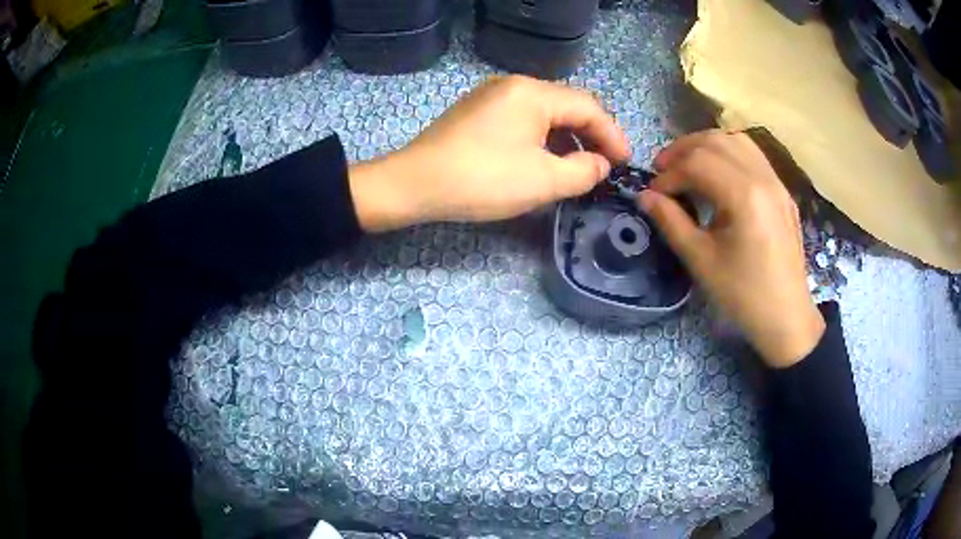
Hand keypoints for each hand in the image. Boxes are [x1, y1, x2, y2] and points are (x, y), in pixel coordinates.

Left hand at [348, 75, 630, 230]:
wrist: (413, 184)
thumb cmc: (482, 179)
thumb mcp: (543, 180)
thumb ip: (584, 171)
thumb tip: (600, 164)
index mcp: (534, 92)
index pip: (589, 108)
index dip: (613, 136)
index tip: (626, 164)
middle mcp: (514, 85)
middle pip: (568, 105)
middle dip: (592, 135)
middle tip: (606, 165)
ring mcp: (493, 96)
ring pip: (546, 113)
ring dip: (568, 138)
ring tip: (580, 167)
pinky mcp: (479, 112)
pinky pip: (523, 119)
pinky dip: (543, 138)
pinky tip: (546, 160)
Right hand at [639, 130, 823, 367]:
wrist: (787, 317)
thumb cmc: (743, 295)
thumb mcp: (702, 261)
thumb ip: (671, 222)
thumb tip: (645, 196)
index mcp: (745, 196)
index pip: (697, 163)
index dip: (668, 175)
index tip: (653, 195)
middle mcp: (763, 178)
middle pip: (715, 141)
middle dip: (683, 151)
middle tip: (662, 171)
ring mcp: (777, 182)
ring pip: (736, 140)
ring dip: (706, 146)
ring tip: (688, 165)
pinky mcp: (782, 192)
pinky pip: (753, 155)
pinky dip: (728, 153)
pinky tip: (718, 173)